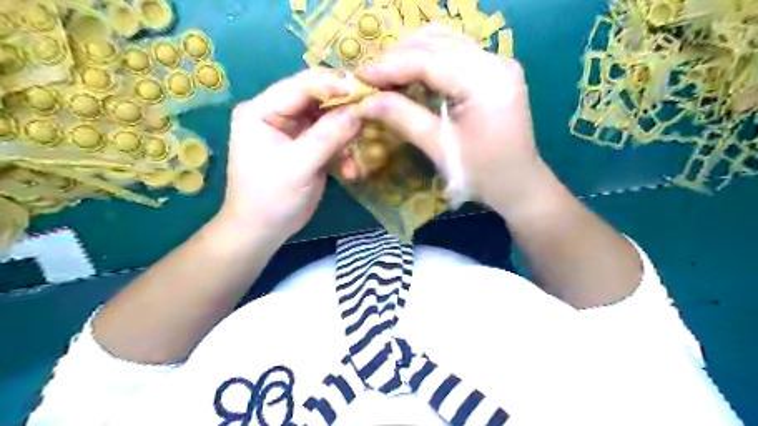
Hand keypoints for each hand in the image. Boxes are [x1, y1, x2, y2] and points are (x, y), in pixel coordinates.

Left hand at [218, 69, 361, 241]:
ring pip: (327, 119)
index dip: (334, 84)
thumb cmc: (272, 198)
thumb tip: (360, 110)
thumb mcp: (299, 166)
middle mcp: (277, 114)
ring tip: (363, 148)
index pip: (302, 85)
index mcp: (262, 110)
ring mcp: (293, 131)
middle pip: (317, 99)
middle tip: (373, 114)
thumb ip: (329, 136)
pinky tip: (349, 170)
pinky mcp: (306, 147)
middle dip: (345, 109)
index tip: (366, 91)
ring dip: (347, 134)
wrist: (263, 231)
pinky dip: (343, 151)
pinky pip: (330, 138)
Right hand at [355, 25, 554, 218]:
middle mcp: (496, 62)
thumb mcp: (440, 149)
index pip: (428, 60)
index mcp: (485, 82)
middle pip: (436, 43)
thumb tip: (365, 102)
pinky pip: (456, 54)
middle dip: (397, 57)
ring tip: (385, 74)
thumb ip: (403, 118)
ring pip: (445, 42)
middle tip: (369, 77)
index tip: (360, 76)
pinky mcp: (495, 71)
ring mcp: (498, 63)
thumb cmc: (483, 175)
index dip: (390, 66)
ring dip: (411, 54)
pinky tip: (410, 73)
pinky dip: (428, 59)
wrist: (520, 185)